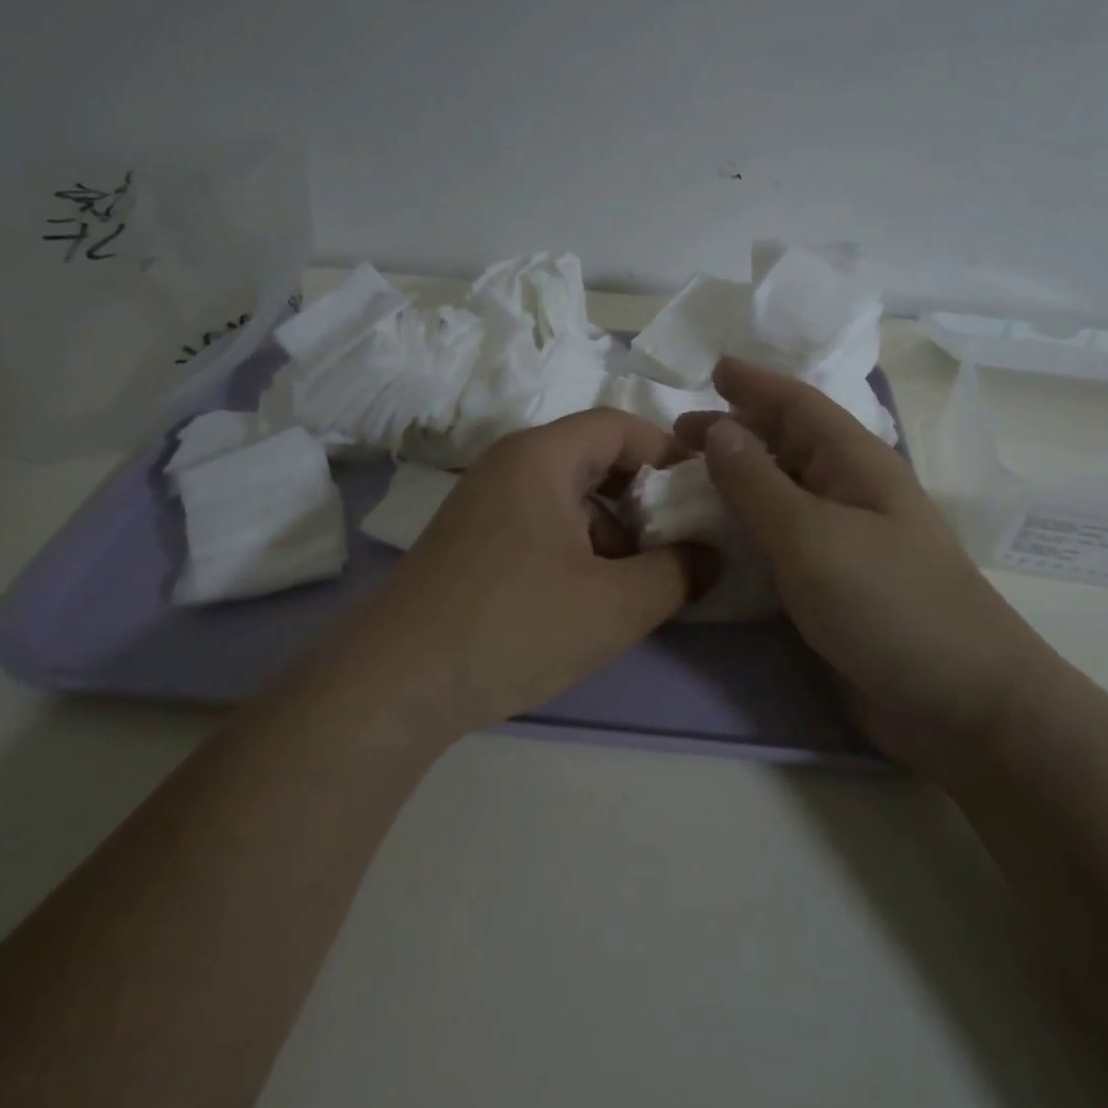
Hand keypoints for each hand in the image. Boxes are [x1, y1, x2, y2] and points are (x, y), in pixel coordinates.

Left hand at [348, 409, 709, 736]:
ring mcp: (484, 503)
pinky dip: (575, 548)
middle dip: (643, 498)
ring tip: (635, 583)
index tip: (702, 496)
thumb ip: (679, 572)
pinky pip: (539, 524)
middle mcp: (508, 465)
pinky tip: (586, 599)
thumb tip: (711, 556)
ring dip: (611, 530)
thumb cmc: (515, 625)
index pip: (620, 425)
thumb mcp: (615, 604)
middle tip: (677, 541)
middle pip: (594, 458)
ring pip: (568, 496)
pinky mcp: (470, 541)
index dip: (670, 453)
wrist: (396, 682)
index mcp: (541, 457)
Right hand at [676, 359, 1050, 746]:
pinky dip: (745, 528)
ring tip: (686, 478)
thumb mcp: (811, 535)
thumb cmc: (888, 603)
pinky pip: (779, 539)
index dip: (755, 383)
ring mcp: (844, 541)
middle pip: (786, 445)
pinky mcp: (833, 584)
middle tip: (678, 433)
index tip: (712, 368)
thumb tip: (718, 427)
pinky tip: (716, 535)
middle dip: (735, 430)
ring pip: (780, 492)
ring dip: (735, 480)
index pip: (798, 404)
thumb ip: (757, 482)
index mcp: (855, 463)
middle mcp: (849, 492)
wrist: (960, 705)